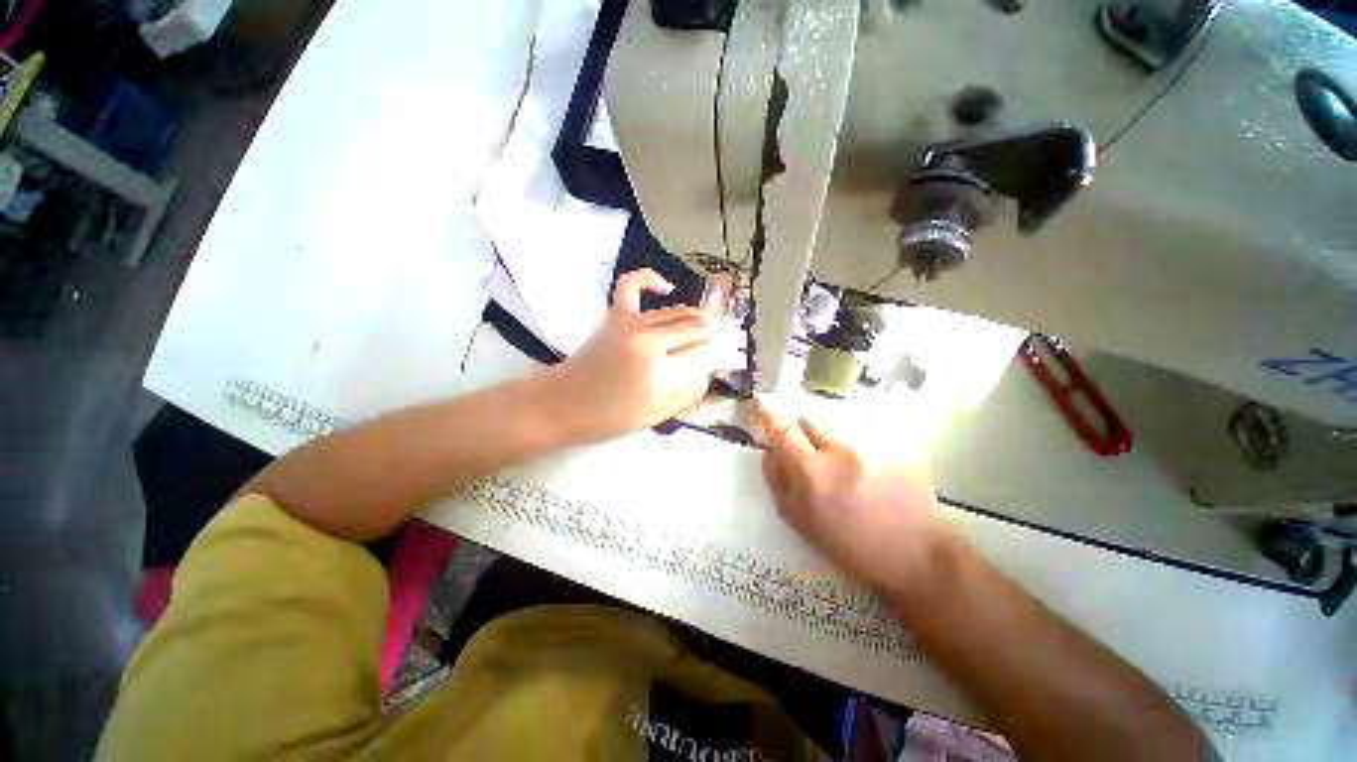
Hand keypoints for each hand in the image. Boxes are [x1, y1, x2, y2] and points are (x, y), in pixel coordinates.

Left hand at [544, 269, 743, 443]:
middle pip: (696, 328)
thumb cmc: (609, 418)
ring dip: (701, 313)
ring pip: (676, 311)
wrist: (562, 403)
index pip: (705, 354)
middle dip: (721, 330)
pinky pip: (632, 286)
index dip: (725, 352)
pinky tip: (666, 285)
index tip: (739, 352)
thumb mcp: (656, 416)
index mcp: (660, 372)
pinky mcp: (615, 317)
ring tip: (718, 319)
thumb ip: (688, 392)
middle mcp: (650, 341)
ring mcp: (631, 324)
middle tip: (737, 333)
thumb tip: (708, 371)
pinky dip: (650, 278)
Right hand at [754, 401, 962, 598]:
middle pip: (810, 422)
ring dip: (834, 442)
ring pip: (838, 429)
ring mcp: (873, 446)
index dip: (768, 415)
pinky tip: (875, 473)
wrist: (915, 555)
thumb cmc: (850, 545)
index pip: (783, 432)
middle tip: (813, 458)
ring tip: (850, 470)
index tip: (759, 401)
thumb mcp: (801, 522)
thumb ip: (778, 483)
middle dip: (804, 434)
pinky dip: (862, 448)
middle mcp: (841, 451)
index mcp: (813, 472)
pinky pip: (868, 435)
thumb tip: (768, 453)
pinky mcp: (898, 445)